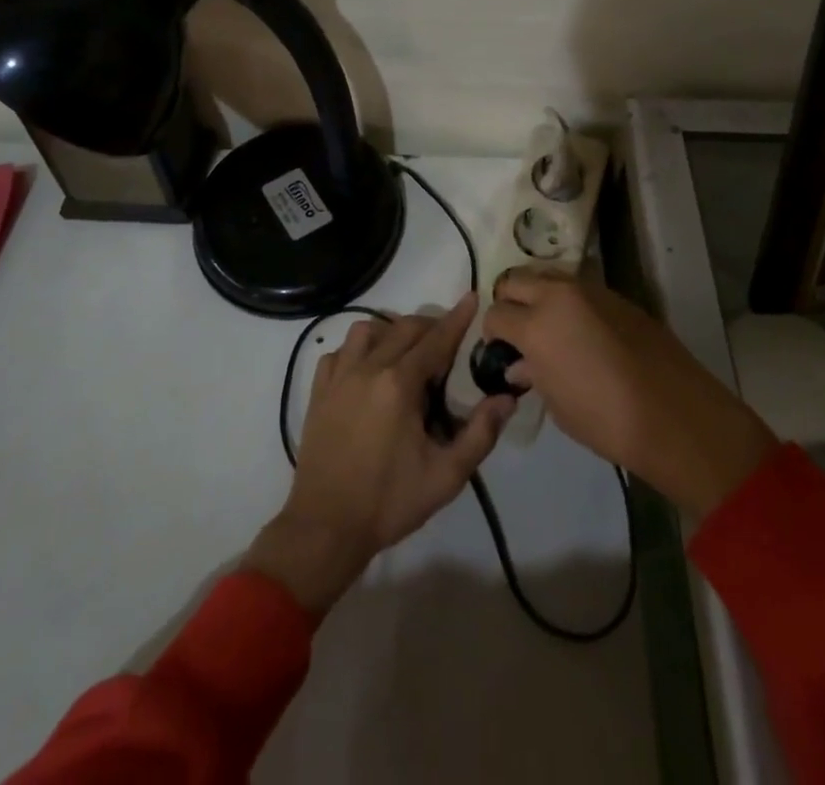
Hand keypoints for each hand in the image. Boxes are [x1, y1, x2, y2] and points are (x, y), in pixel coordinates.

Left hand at [246, 295, 513, 615]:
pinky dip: (356, 350)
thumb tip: (506, 398)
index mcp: (400, 384)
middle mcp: (368, 368)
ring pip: (367, 330)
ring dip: (390, 331)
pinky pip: (338, 352)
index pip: (435, 339)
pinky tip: (366, 369)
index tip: (471, 297)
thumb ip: (480, 433)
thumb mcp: (446, 476)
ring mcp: (339, 377)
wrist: (325, 526)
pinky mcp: (318, 391)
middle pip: (403, 328)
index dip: (457, 318)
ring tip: (405, 353)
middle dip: (429, 326)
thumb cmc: (389, 501)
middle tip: (446, 342)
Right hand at [483, 270, 776, 514]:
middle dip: (509, 302)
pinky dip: (569, 302)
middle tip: (517, 331)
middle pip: (515, 280)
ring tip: (548, 327)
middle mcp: (558, 295)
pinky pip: (579, 288)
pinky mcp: (616, 296)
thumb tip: (521, 364)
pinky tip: (581, 330)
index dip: (492, 333)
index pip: (496, 314)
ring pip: (548, 277)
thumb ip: (533, 375)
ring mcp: (590, 290)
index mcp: (536, 325)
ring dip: (539, 296)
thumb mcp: (558, 405)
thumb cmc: (606, 421)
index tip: (499, 349)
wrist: (675, 415)